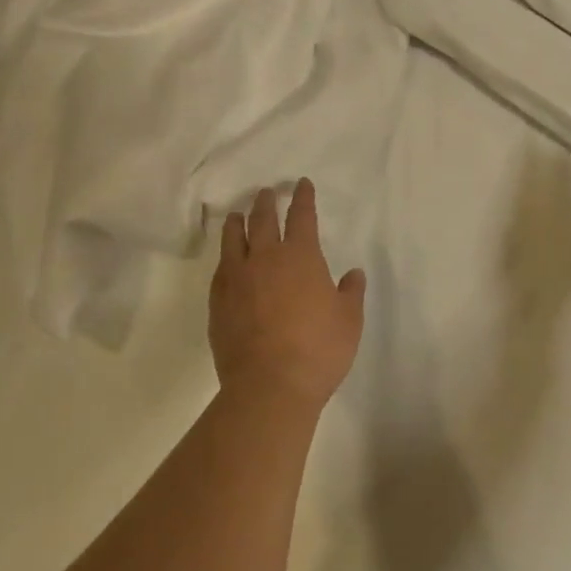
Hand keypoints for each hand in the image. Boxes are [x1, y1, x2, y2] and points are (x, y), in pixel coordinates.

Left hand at [210, 179, 366, 415]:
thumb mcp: (349, 321)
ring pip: (233, 239)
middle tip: (267, 192)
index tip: (301, 185)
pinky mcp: (217, 301)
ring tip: (237, 215)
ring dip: (237, 223)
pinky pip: (220, 269)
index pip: (301, 216)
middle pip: (262, 220)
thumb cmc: (318, 350)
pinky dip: (225, 257)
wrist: (269, 386)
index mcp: (300, 256)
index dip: (303, 198)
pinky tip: (226, 261)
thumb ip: (350, 293)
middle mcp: (265, 258)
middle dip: (266, 203)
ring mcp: (236, 278)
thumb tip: (353, 273)